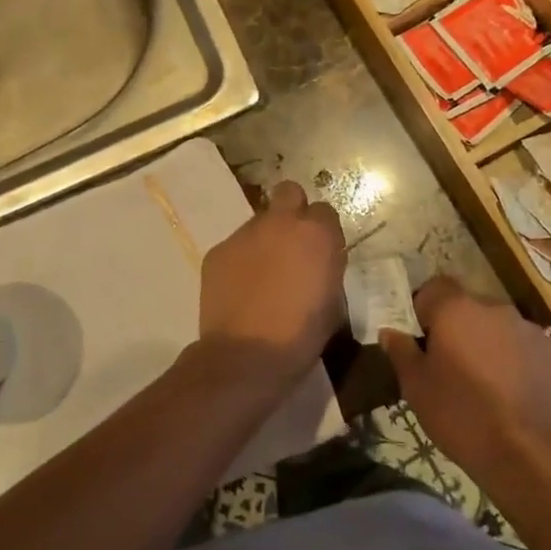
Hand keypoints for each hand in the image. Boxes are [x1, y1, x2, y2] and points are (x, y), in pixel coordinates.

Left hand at [199, 181, 344, 378]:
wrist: (246, 356)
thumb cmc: (300, 335)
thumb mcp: (332, 302)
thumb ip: (327, 268)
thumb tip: (317, 261)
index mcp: (316, 234)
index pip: (325, 211)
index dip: (323, 231)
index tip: (321, 253)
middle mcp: (280, 223)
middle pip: (289, 193)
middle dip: (293, 211)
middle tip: (292, 245)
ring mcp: (244, 234)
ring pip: (259, 221)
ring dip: (265, 238)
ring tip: (262, 274)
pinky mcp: (218, 250)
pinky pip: (235, 245)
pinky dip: (241, 259)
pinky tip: (241, 287)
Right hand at [379, 276, 550, 483]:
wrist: (524, 451)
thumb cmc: (459, 413)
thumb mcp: (416, 386)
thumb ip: (401, 351)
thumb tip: (390, 331)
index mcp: (456, 309)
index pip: (435, 286)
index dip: (425, 307)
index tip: (421, 336)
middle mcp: (494, 308)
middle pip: (468, 305)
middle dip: (457, 326)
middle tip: (449, 361)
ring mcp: (528, 328)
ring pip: (497, 325)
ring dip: (487, 341)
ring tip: (483, 379)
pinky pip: (523, 345)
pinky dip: (515, 358)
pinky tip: (510, 390)